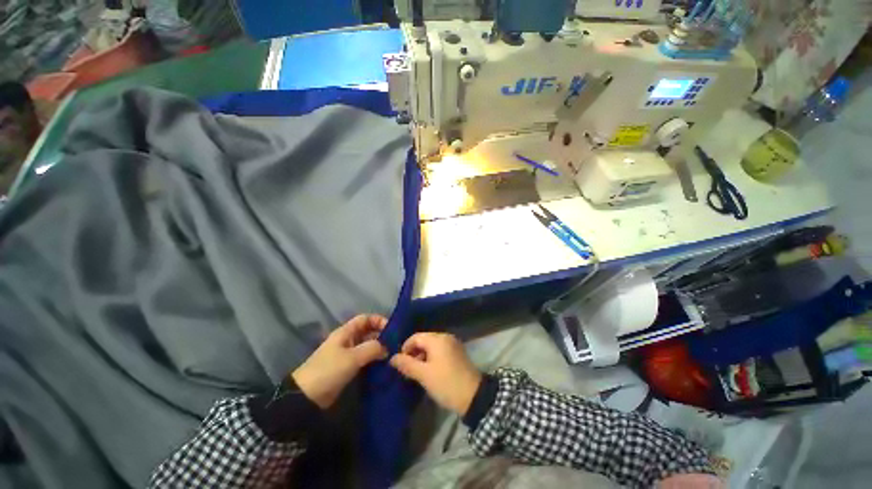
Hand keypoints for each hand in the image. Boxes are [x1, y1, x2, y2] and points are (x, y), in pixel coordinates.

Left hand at [292, 314, 388, 408]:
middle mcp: (347, 340)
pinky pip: (364, 360)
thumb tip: (387, 348)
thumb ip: (372, 349)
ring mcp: (347, 355)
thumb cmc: (328, 370)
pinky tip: (383, 367)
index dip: (378, 320)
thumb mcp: (352, 357)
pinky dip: (374, 361)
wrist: (305, 398)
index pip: (365, 319)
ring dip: (379, 350)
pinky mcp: (347, 368)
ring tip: (393, 356)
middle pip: (368, 332)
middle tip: (396, 345)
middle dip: (382, 337)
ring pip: (367, 347)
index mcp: (346, 332)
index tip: (392, 330)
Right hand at [390, 333, 481, 415]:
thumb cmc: (446, 383)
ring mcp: (453, 344)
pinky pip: (440, 350)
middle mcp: (446, 337)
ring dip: (422, 356)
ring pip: (432, 346)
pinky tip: (430, 371)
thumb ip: (407, 364)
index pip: (415, 337)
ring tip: (417, 372)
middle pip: (424, 340)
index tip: (400, 363)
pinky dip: (432, 358)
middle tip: (408, 369)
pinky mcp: (457, 352)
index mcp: (437, 339)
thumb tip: (392, 358)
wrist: (473, 396)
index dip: (405, 348)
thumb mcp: (424, 375)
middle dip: (414, 353)